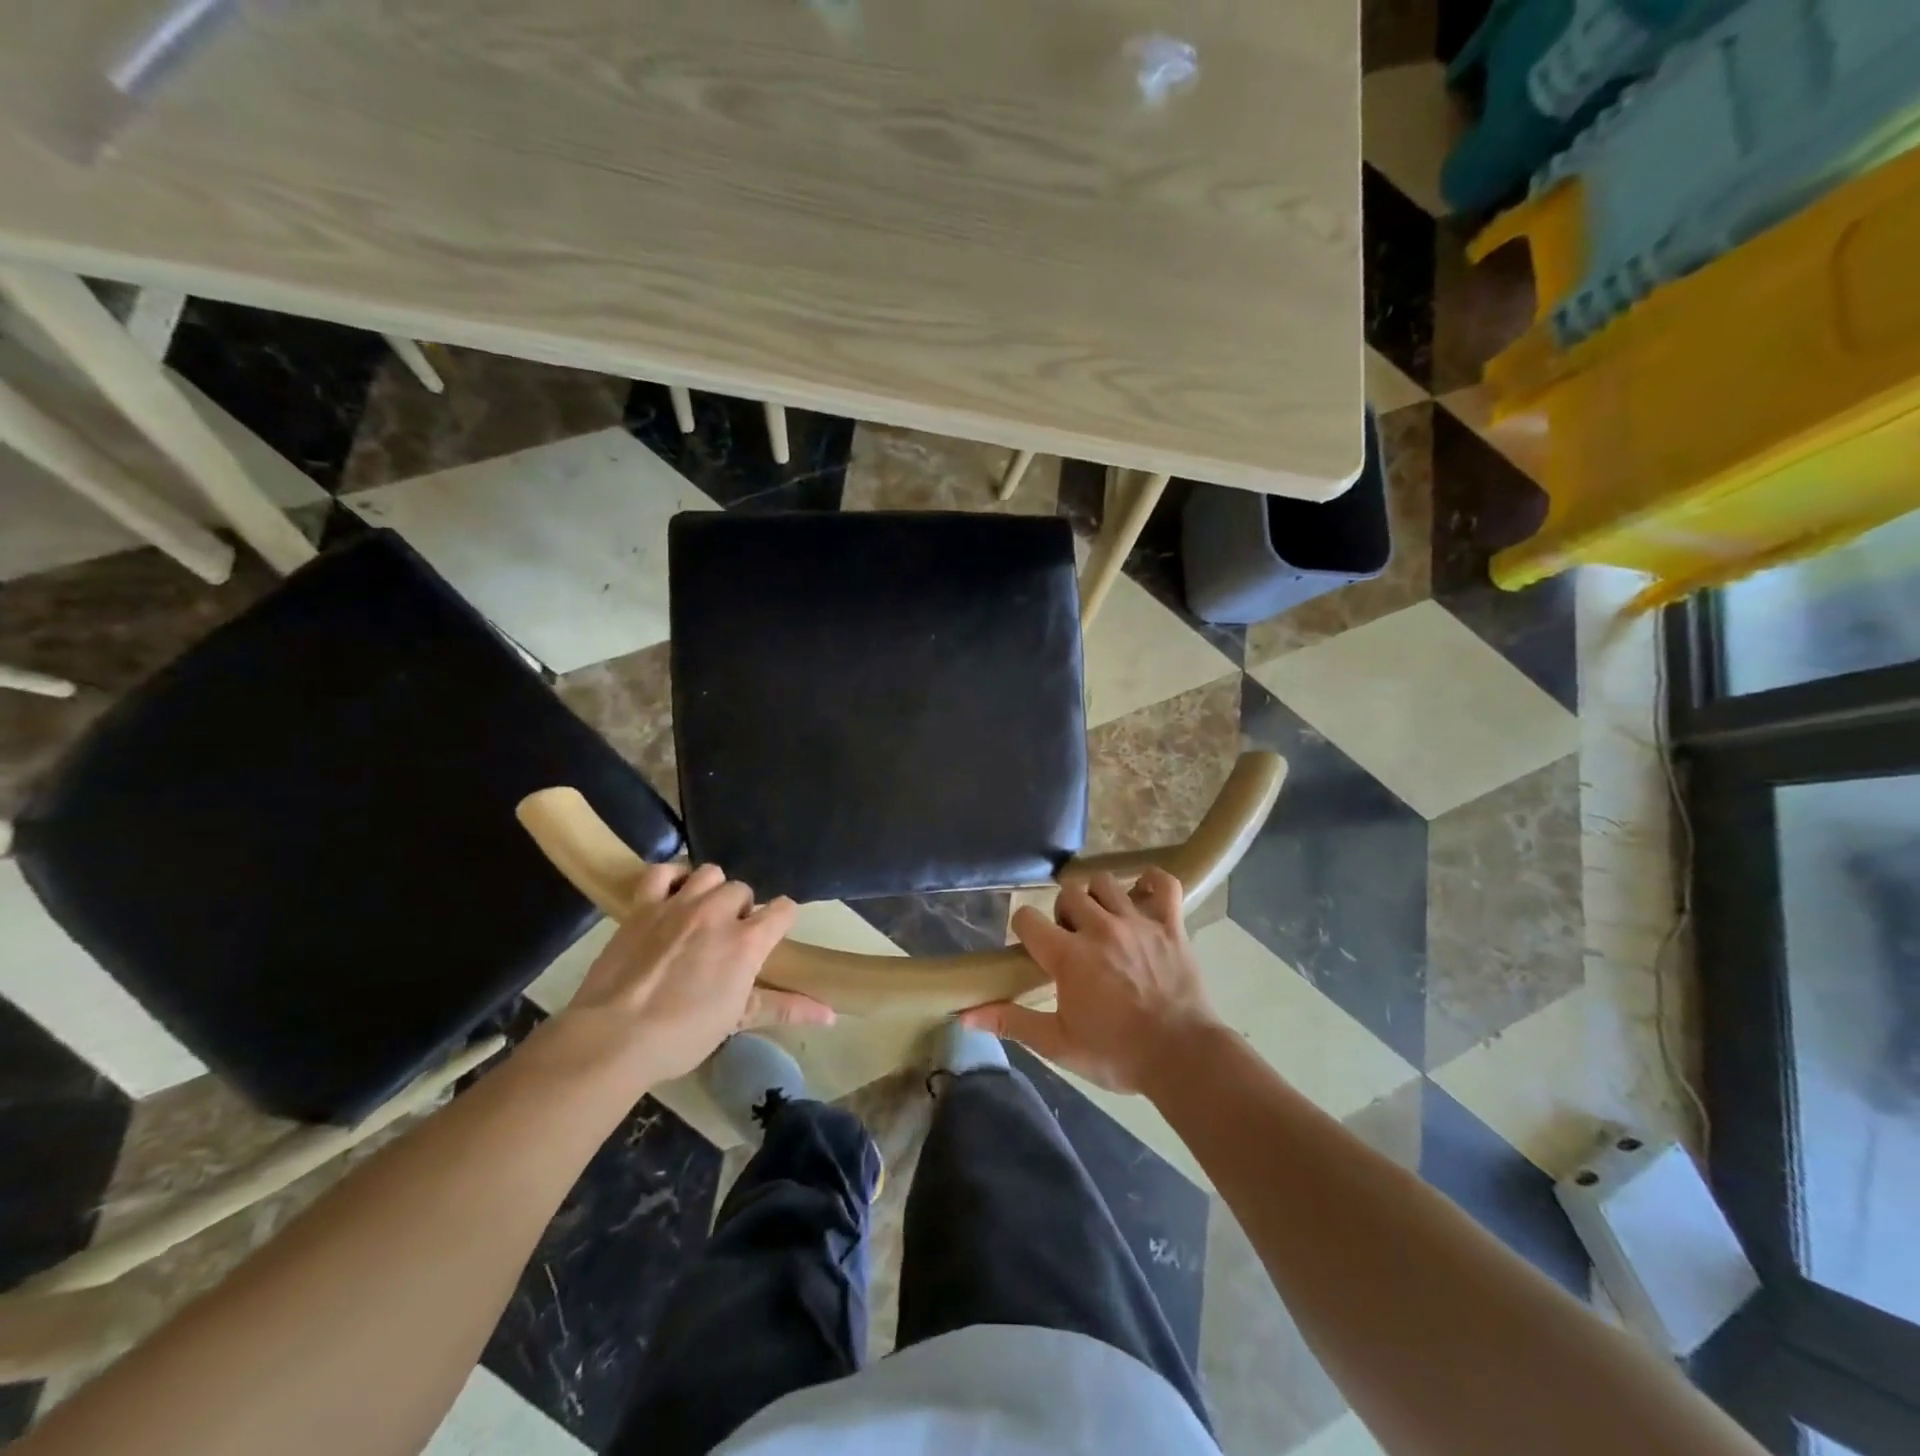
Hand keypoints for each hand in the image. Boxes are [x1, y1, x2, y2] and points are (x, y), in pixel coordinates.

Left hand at [551, 863, 828, 1087]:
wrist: (614, 1037)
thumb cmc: (682, 1035)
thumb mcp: (737, 1020)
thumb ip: (785, 1008)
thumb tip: (832, 1015)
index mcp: (747, 941)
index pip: (784, 909)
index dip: (781, 919)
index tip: (771, 935)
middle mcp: (718, 912)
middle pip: (743, 890)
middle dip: (741, 909)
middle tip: (727, 938)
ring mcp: (678, 904)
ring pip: (709, 873)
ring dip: (711, 889)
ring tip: (701, 914)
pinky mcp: (642, 905)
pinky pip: (660, 872)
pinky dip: (669, 877)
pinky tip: (670, 895)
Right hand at [962, 868, 1223, 1094]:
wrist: (1183, 1058)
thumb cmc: (1116, 1054)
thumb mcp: (1058, 1045)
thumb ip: (1012, 1023)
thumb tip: (965, 1016)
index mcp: (1068, 955)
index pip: (1027, 918)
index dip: (1023, 928)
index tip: (1032, 947)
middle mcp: (1099, 928)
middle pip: (1067, 895)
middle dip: (1063, 914)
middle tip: (1072, 943)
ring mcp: (1137, 922)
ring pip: (1105, 883)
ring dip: (1097, 898)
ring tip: (1102, 923)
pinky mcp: (1170, 925)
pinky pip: (1162, 884)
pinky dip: (1151, 883)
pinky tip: (1142, 894)